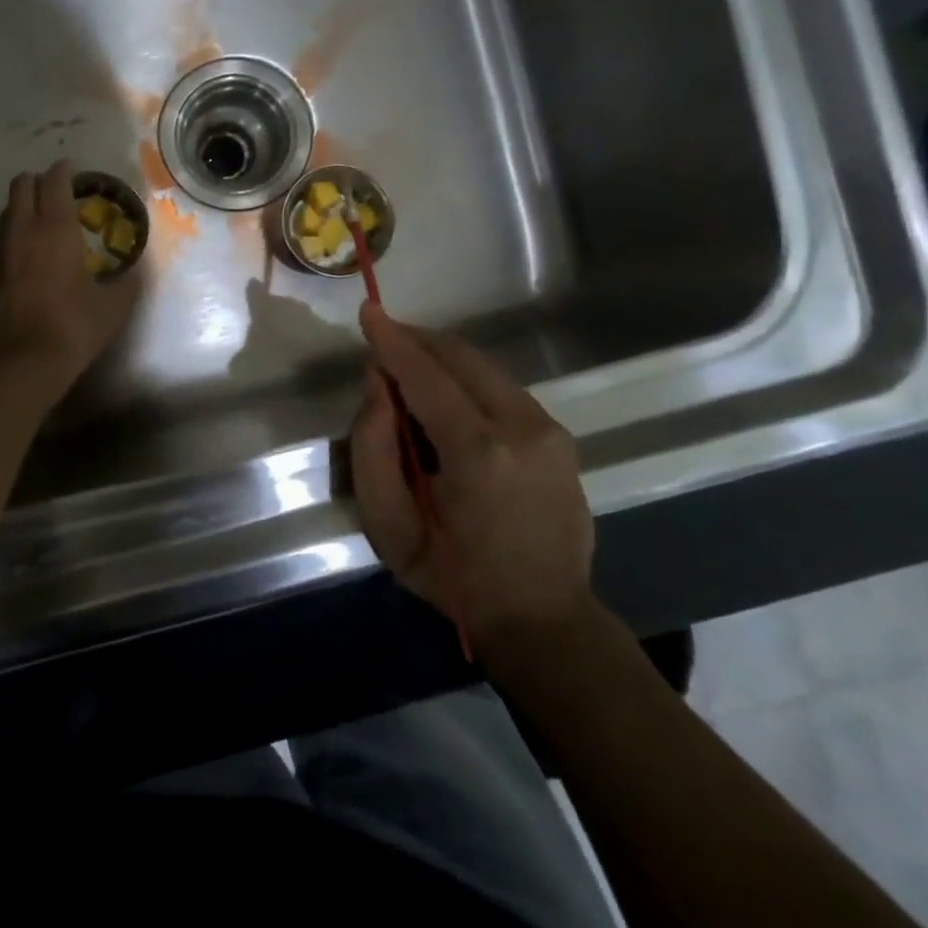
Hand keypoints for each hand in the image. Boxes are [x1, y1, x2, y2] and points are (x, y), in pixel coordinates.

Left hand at [0, 160, 138, 400]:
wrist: (19, 364)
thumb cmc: (72, 328)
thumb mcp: (113, 307)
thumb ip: (126, 282)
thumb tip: (134, 271)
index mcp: (55, 228)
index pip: (54, 181)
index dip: (64, 171)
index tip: (73, 170)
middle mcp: (21, 230)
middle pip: (21, 185)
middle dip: (38, 182)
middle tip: (56, 194)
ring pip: (5, 213)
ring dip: (21, 210)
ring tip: (39, 225)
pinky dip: (9, 239)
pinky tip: (22, 258)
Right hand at [351, 303, 592, 658]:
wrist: (543, 618)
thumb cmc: (453, 577)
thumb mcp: (389, 525)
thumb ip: (372, 449)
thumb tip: (378, 385)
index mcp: (478, 452)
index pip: (426, 375)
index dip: (392, 340)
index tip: (367, 310)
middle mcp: (522, 427)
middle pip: (461, 357)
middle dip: (417, 340)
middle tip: (382, 338)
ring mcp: (549, 430)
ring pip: (484, 367)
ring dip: (441, 358)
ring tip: (406, 369)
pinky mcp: (559, 437)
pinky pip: (502, 388)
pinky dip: (466, 379)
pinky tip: (445, 399)